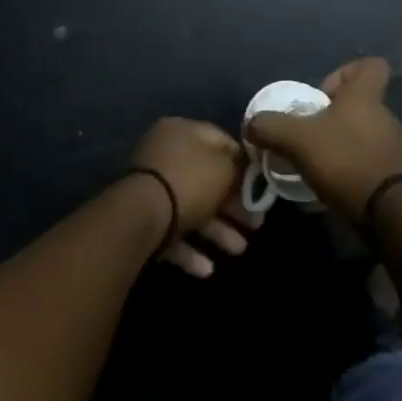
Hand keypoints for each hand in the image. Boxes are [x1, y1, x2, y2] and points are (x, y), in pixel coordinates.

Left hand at [129, 117, 257, 277]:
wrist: (140, 217)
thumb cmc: (189, 182)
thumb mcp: (225, 168)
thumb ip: (240, 167)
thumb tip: (246, 170)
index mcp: (182, 131)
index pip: (222, 141)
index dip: (245, 164)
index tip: (261, 186)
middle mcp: (164, 155)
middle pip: (208, 179)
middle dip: (234, 206)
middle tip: (255, 224)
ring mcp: (151, 188)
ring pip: (192, 208)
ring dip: (218, 231)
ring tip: (238, 250)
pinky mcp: (142, 219)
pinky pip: (172, 231)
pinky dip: (191, 249)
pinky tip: (207, 269)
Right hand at [244, 57, 401, 224]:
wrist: (388, 211)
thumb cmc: (345, 160)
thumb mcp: (297, 139)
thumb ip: (271, 127)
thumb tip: (251, 124)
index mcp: (365, 97)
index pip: (371, 65)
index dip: (346, 71)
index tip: (322, 92)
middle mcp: (383, 117)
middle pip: (358, 104)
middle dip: (330, 117)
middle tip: (306, 134)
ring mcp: (391, 147)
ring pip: (360, 135)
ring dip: (336, 146)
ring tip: (311, 164)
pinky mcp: (391, 176)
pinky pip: (364, 163)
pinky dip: (344, 171)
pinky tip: (324, 187)